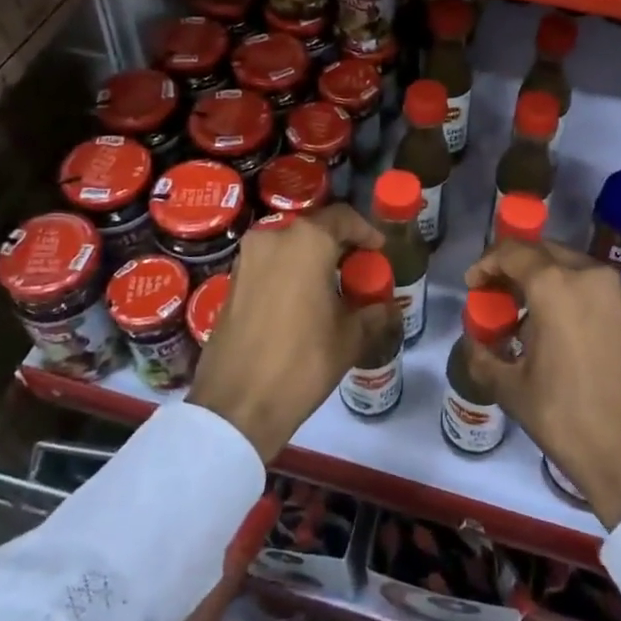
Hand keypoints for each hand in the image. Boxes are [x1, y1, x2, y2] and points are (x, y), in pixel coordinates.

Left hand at [188, 206, 388, 461]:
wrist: (238, 403)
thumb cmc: (303, 361)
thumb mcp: (350, 338)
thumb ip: (373, 314)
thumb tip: (389, 308)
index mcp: (306, 241)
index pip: (343, 217)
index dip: (366, 232)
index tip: (378, 251)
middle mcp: (272, 238)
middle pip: (314, 230)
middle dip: (337, 247)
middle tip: (356, 271)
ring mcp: (246, 259)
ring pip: (288, 247)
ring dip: (310, 261)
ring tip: (330, 289)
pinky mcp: (231, 282)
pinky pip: (268, 265)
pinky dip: (288, 274)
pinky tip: (301, 303)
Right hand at [464, 241, 620, 527]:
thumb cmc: (569, 419)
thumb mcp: (512, 389)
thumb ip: (483, 356)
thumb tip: (474, 343)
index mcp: (557, 286)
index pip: (513, 252)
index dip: (486, 263)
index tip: (473, 286)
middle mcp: (591, 276)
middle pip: (543, 252)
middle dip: (514, 268)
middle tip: (495, 297)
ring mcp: (619, 293)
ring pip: (570, 267)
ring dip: (542, 280)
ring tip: (523, 317)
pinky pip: (592, 287)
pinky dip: (568, 293)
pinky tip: (556, 330)